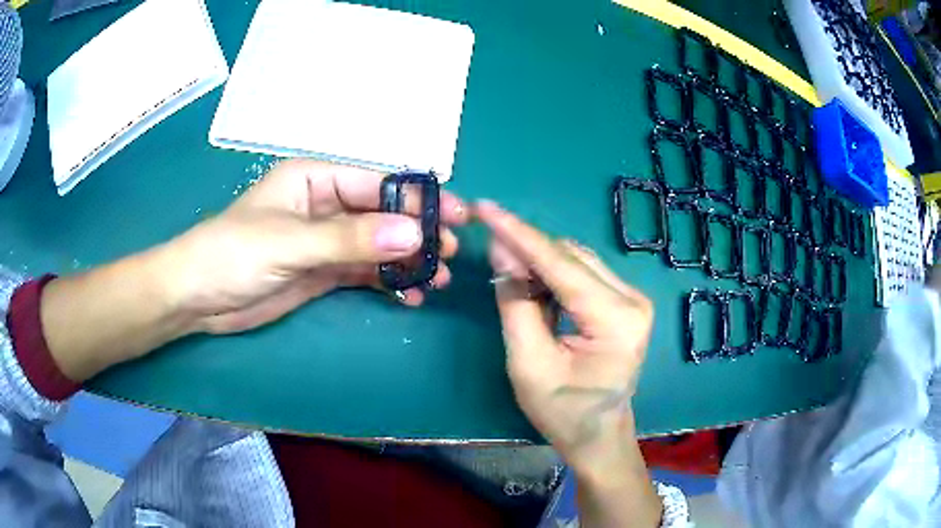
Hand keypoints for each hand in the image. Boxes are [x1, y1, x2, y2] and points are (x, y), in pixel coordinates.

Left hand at [160, 160, 467, 333]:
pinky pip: (364, 272)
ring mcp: (325, 241)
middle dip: (419, 232)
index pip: (377, 182)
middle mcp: (324, 205)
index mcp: (315, 179)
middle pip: (383, 214)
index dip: (417, 198)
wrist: (197, 298)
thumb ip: (349, 239)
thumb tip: (413, 235)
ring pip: (378, 245)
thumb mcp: (289, 242)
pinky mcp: (322, 271)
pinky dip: (388, 282)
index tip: (455, 217)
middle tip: (454, 253)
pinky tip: (410, 295)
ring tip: (440, 279)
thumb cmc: (231, 254)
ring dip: (409, 260)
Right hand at [475, 200, 652, 470]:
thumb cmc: (563, 412)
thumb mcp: (529, 364)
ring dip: (539, 260)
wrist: (599, 435)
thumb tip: (502, 252)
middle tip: (490, 249)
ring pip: (577, 260)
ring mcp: (633, 299)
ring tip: (508, 269)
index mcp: (615, 319)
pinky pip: (583, 273)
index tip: (486, 208)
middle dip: (527, 248)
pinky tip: (532, 281)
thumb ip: (516, 304)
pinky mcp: (625, 302)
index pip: (561, 265)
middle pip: (571, 257)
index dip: (519, 234)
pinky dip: (554, 273)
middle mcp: (632, 299)